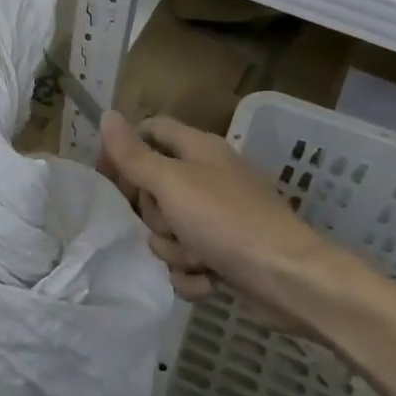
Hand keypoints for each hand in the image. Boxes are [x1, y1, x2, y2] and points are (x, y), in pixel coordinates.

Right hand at [99, 111, 349, 330]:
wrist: (288, 279)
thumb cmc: (226, 221)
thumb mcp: (172, 183)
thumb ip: (134, 155)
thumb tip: (107, 116)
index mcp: (198, 149)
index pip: (150, 131)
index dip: (124, 150)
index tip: (107, 178)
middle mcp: (207, 178)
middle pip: (153, 188)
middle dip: (153, 215)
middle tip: (167, 222)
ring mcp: (217, 218)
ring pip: (168, 230)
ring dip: (174, 250)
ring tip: (197, 257)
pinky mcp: (224, 254)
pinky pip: (187, 261)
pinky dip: (193, 274)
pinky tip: (208, 280)